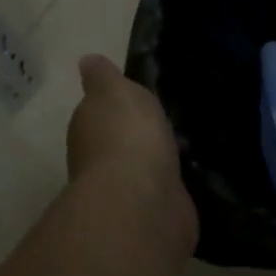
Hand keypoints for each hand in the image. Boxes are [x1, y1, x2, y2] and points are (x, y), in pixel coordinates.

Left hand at [65, 55, 195, 253]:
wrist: (143, 200)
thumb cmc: (127, 134)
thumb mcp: (115, 90)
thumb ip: (103, 77)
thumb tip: (86, 60)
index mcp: (88, 127)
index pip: (98, 112)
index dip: (115, 105)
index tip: (139, 99)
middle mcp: (99, 161)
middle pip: (119, 142)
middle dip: (138, 135)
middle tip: (168, 122)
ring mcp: (127, 191)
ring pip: (142, 168)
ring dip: (156, 161)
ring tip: (186, 147)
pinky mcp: (153, 215)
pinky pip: (163, 193)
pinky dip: (171, 186)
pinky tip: (189, 177)